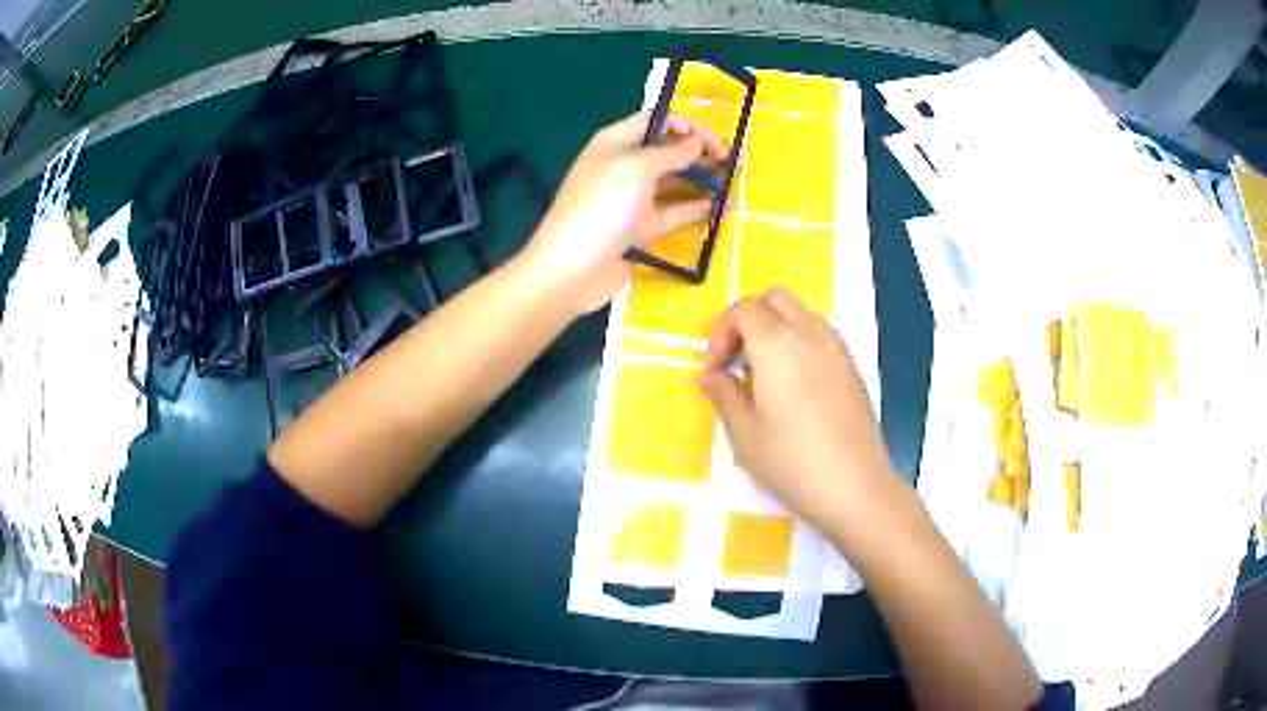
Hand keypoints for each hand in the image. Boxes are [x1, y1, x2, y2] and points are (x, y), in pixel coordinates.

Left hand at [521, 111, 728, 314]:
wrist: (571, 269)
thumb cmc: (602, 207)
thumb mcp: (636, 168)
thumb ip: (670, 153)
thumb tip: (695, 143)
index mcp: (616, 142)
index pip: (656, 121)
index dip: (688, 126)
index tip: (717, 142)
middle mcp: (623, 166)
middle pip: (666, 150)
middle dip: (699, 153)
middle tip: (733, 165)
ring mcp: (630, 199)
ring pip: (672, 183)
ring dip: (702, 182)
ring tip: (734, 188)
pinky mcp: (637, 229)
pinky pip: (670, 213)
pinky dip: (693, 209)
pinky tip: (719, 209)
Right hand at [698, 289, 899, 548]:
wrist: (856, 487)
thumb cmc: (792, 463)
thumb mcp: (744, 435)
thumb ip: (723, 395)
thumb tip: (708, 375)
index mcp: (778, 344)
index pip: (744, 308)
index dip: (722, 330)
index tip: (716, 366)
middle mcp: (810, 333)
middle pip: (774, 298)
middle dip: (748, 319)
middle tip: (737, 360)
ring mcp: (836, 347)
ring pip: (800, 312)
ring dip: (775, 327)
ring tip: (764, 373)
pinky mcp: (851, 365)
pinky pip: (819, 332)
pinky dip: (798, 340)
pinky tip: (793, 384)